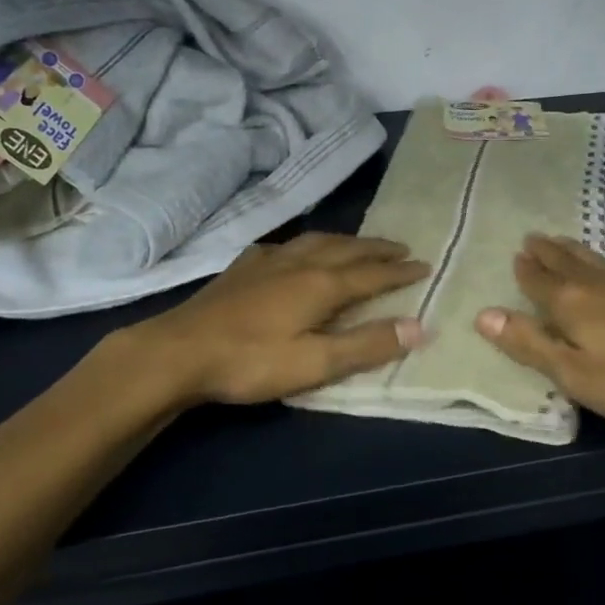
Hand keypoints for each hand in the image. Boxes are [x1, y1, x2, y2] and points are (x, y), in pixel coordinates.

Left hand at [130, 233, 429, 405]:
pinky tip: (297, 251)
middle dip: (378, 249)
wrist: (180, 350)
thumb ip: (367, 344)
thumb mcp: (315, 363)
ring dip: (346, 241)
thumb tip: (419, 326)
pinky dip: (307, 244)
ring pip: (318, 241)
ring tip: (359, 244)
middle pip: (348, 249)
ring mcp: (268, 261)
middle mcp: (300, 262)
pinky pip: (286, 245)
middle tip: (402, 248)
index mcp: (321, 284)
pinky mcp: (243, 266)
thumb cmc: (251, 361)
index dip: (400, 271)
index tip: (425, 265)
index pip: (372, 274)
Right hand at [474, 234, 604, 434]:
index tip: (516, 253)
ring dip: (581, 252)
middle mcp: (602, 288)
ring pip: (602, 264)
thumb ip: (528, 344)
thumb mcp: (572, 374)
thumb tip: (483, 314)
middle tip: (533, 236)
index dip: (526, 270)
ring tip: (566, 240)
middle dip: (548, 252)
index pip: (540, 283)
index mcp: (573, 306)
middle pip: (568, 265)